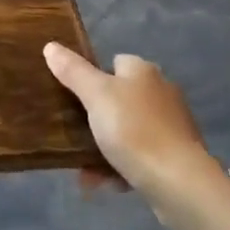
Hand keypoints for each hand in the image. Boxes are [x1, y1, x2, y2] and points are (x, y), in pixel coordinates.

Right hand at [44, 43, 219, 210]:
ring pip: (127, 131)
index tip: (75, 98)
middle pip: (119, 99)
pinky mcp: (177, 156)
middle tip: (74, 136)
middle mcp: (161, 92)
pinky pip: (140, 156)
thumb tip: (51, 46)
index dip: (93, 77)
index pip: (114, 63)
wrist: (179, 182)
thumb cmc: (133, 130)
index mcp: (143, 71)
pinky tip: (108, 184)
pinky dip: (123, 167)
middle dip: (95, 120)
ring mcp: (171, 125)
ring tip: (86, 172)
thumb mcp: (95, 95)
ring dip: (105, 149)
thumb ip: (72, 71)